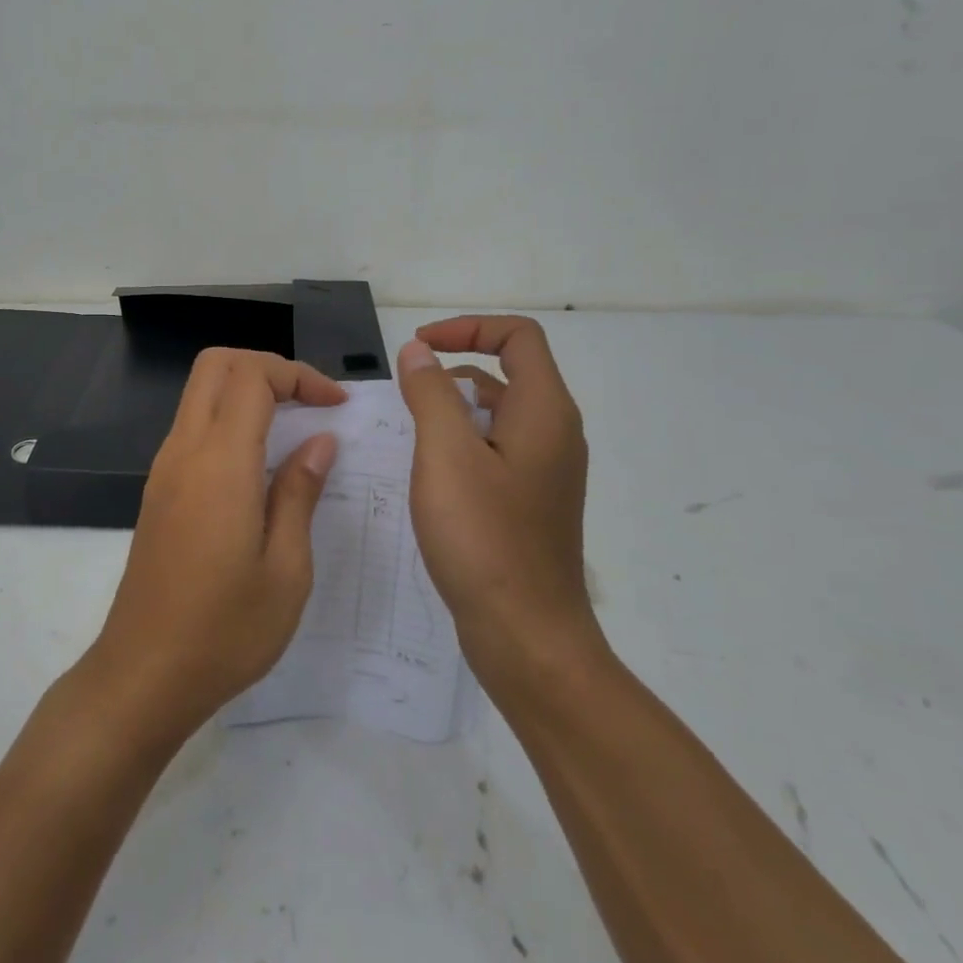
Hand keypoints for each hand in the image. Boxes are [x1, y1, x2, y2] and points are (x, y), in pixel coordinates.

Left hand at [84, 348, 344, 745]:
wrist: (144, 676)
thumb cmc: (225, 631)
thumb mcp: (286, 569)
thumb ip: (300, 493)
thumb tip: (319, 441)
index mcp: (219, 464)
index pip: (252, 376)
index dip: (299, 375)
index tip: (336, 405)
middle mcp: (184, 452)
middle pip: (216, 366)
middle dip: (268, 367)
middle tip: (311, 401)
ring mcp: (164, 470)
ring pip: (200, 394)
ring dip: (247, 391)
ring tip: (295, 428)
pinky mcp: (158, 491)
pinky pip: (193, 428)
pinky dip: (229, 420)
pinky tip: (261, 465)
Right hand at [396, 316, 600, 685]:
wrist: (527, 634)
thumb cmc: (484, 537)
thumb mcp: (446, 454)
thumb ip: (431, 393)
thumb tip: (419, 352)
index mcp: (544, 411)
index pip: (518, 337)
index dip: (468, 328)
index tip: (420, 347)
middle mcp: (555, 433)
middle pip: (511, 371)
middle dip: (456, 366)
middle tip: (408, 388)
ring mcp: (547, 471)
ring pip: (501, 414)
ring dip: (457, 406)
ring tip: (412, 429)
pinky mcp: (532, 502)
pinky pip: (499, 450)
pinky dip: (465, 442)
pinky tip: (431, 472)